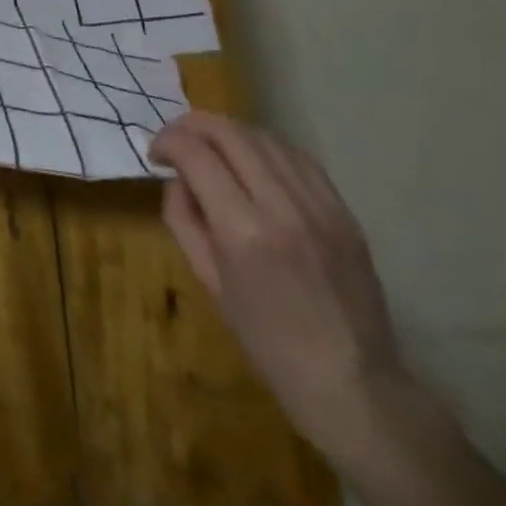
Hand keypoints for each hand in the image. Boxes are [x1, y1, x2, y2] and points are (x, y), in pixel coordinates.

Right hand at [150, 111, 421, 459]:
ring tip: (209, 145)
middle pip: (231, 134)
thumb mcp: (207, 280)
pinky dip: (266, 147)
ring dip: (228, 132)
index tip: (155, 153)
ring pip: (266, 138)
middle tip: (175, 139)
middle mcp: (283, 207)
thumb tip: (178, 177)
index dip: (168, 141)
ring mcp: (321, 207)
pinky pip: (299, 158)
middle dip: (193, 125)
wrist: (350, 380)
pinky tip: (251, 158)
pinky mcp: (344, 211)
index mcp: (243, 232)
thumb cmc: (265, 339)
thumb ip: (184, 219)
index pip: (196, 155)